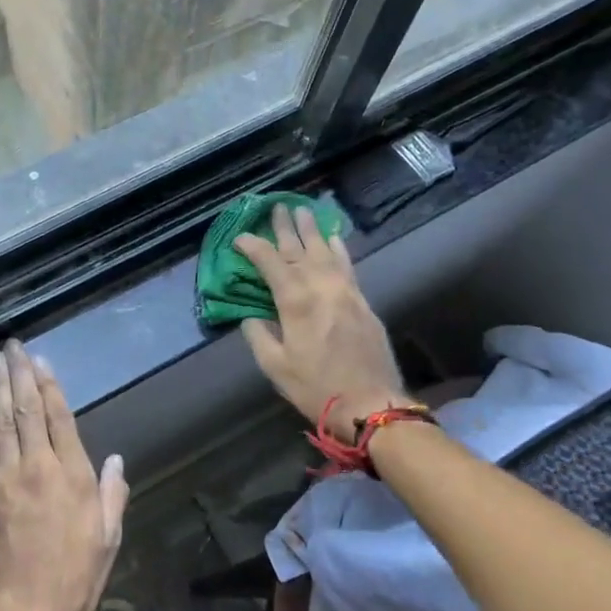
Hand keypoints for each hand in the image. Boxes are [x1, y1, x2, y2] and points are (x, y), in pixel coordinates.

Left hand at [0, 341, 127, 610]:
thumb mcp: (107, 539)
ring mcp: (6, 479)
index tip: (41, 360)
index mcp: (71, 477)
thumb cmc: (73, 577)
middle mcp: (37, 469)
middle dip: (20, 375)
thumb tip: (115, 460)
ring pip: (2, 422)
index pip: (59, 419)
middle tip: (12, 345)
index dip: (50, 387)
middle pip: (26, 411)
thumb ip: (111, 495)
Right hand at [234, 204, 407, 441]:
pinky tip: (333, 238)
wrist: (371, 404)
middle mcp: (322, 286)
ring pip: (325, 251)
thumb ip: (259, 335)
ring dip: (312, 230)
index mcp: (296, 301)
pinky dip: (338, 248)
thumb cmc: (317, 387)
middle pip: (300, 248)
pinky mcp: (362, 301)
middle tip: (276, 206)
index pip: (270, 262)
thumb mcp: (275, 366)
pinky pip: (348, 264)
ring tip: (303, 210)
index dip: (252, 246)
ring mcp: (346, 291)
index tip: (239, 237)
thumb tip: (251, 317)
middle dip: (285, 227)